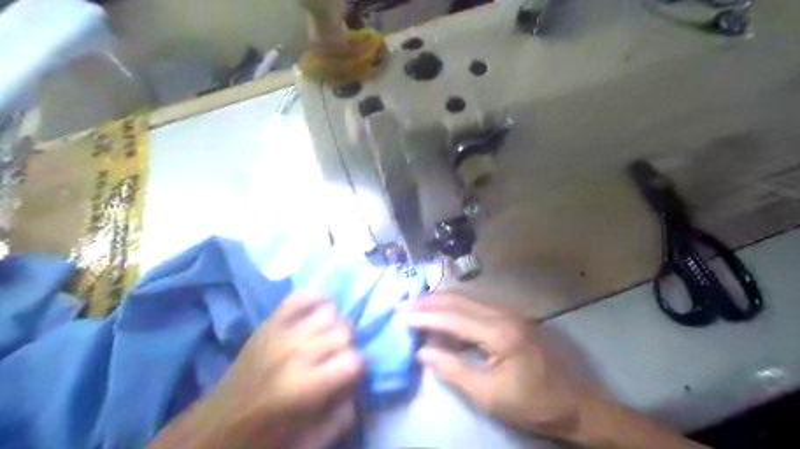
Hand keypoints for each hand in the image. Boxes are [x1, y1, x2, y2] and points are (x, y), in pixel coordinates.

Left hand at [150, 293, 362, 448]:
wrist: (214, 430)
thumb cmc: (263, 441)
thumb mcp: (309, 444)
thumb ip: (342, 417)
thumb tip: (356, 387)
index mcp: (304, 387)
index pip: (354, 360)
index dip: (358, 369)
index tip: (350, 378)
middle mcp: (294, 352)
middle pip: (344, 332)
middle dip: (346, 348)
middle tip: (335, 362)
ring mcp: (280, 333)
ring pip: (329, 312)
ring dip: (333, 328)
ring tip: (324, 342)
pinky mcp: (268, 324)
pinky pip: (300, 296)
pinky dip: (315, 299)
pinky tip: (318, 312)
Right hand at [400, 291, 584, 441]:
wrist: (576, 405)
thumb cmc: (532, 405)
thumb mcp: (488, 396)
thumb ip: (453, 370)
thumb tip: (422, 351)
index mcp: (500, 334)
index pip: (453, 318)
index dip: (424, 316)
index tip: (400, 314)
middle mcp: (504, 314)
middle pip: (458, 300)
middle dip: (428, 301)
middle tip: (402, 303)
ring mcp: (510, 313)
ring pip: (467, 298)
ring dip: (440, 301)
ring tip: (415, 304)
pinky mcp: (512, 317)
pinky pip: (476, 305)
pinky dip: (454, 306)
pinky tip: (442, 312)